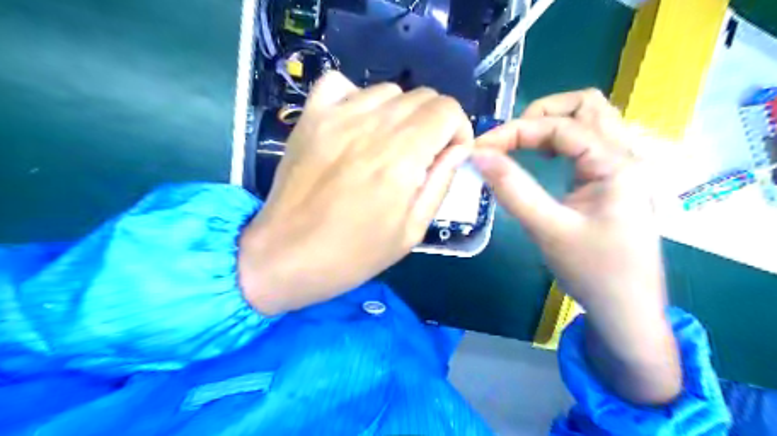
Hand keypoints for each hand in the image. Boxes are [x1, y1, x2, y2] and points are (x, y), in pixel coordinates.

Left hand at [240, 73, 472, 314]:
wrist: (286, 256)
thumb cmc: (353, 254)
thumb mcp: (411, 231)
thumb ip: (440, 183)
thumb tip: (457, 149)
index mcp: (400, 157)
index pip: (446, 110)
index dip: (458, 130)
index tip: (449, 155)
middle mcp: (371, 127)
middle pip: (422, 96)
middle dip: (434, 123)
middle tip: (423, 155)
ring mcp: (336, 117)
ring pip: (388, 90)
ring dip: (400, 114)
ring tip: (389, 145)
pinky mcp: (310, 118)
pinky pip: (341, 84)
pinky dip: (358, 98)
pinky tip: (357, 124)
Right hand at [474, 88, 680, 404]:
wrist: (627, 311)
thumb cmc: (593, 272)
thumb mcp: (548, 229)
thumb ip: (512, 189)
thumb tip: (478, 156)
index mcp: (617, 164)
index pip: (561, 126)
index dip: (516, 130)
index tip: (481, 148)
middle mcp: (625, 156)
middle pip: (586, 106)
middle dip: (541, 114)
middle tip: (509, 139)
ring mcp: (621, 168)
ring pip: (589, 122)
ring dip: (551, 126)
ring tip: (520, 146)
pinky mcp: (612, 182)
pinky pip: (586, 145)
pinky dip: (559, 143)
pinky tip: (540, 160)